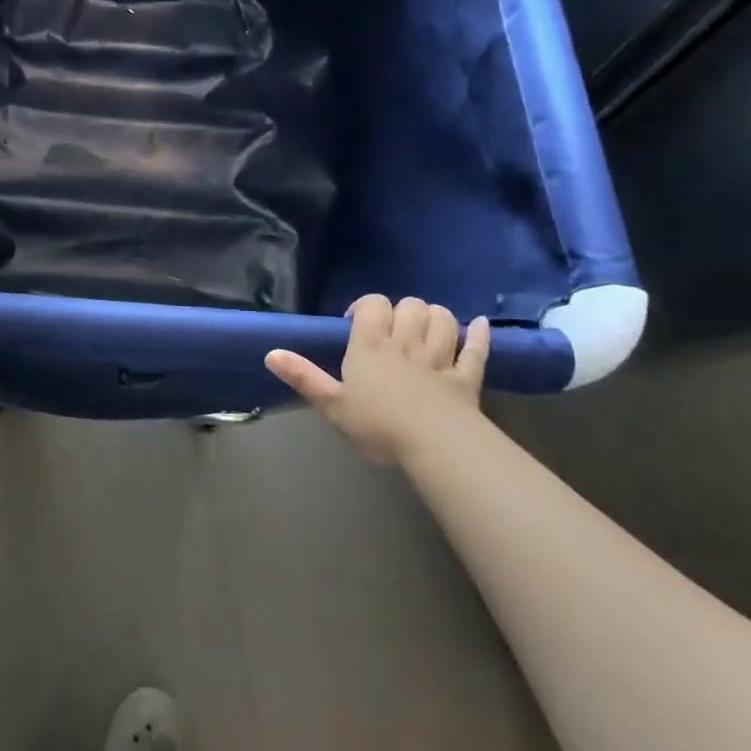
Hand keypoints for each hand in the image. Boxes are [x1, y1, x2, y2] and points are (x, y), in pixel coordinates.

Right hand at [265, 296, 489, 464]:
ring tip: (426, 327)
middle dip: (402, 310)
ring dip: (436, 317)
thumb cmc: (378, 424)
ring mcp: (440, 358)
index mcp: (371, 346)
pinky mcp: (467, 377)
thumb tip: (270, 353)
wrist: (434, 445)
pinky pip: (476, 350)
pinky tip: (480, 326)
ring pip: (443, 320)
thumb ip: (303, 377)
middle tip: (392, 331)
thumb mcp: (332, 405)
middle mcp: (406, 342)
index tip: (357, 325)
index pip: (372, 304)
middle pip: (410, 306)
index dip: (366, 307)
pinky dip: (479, 335)